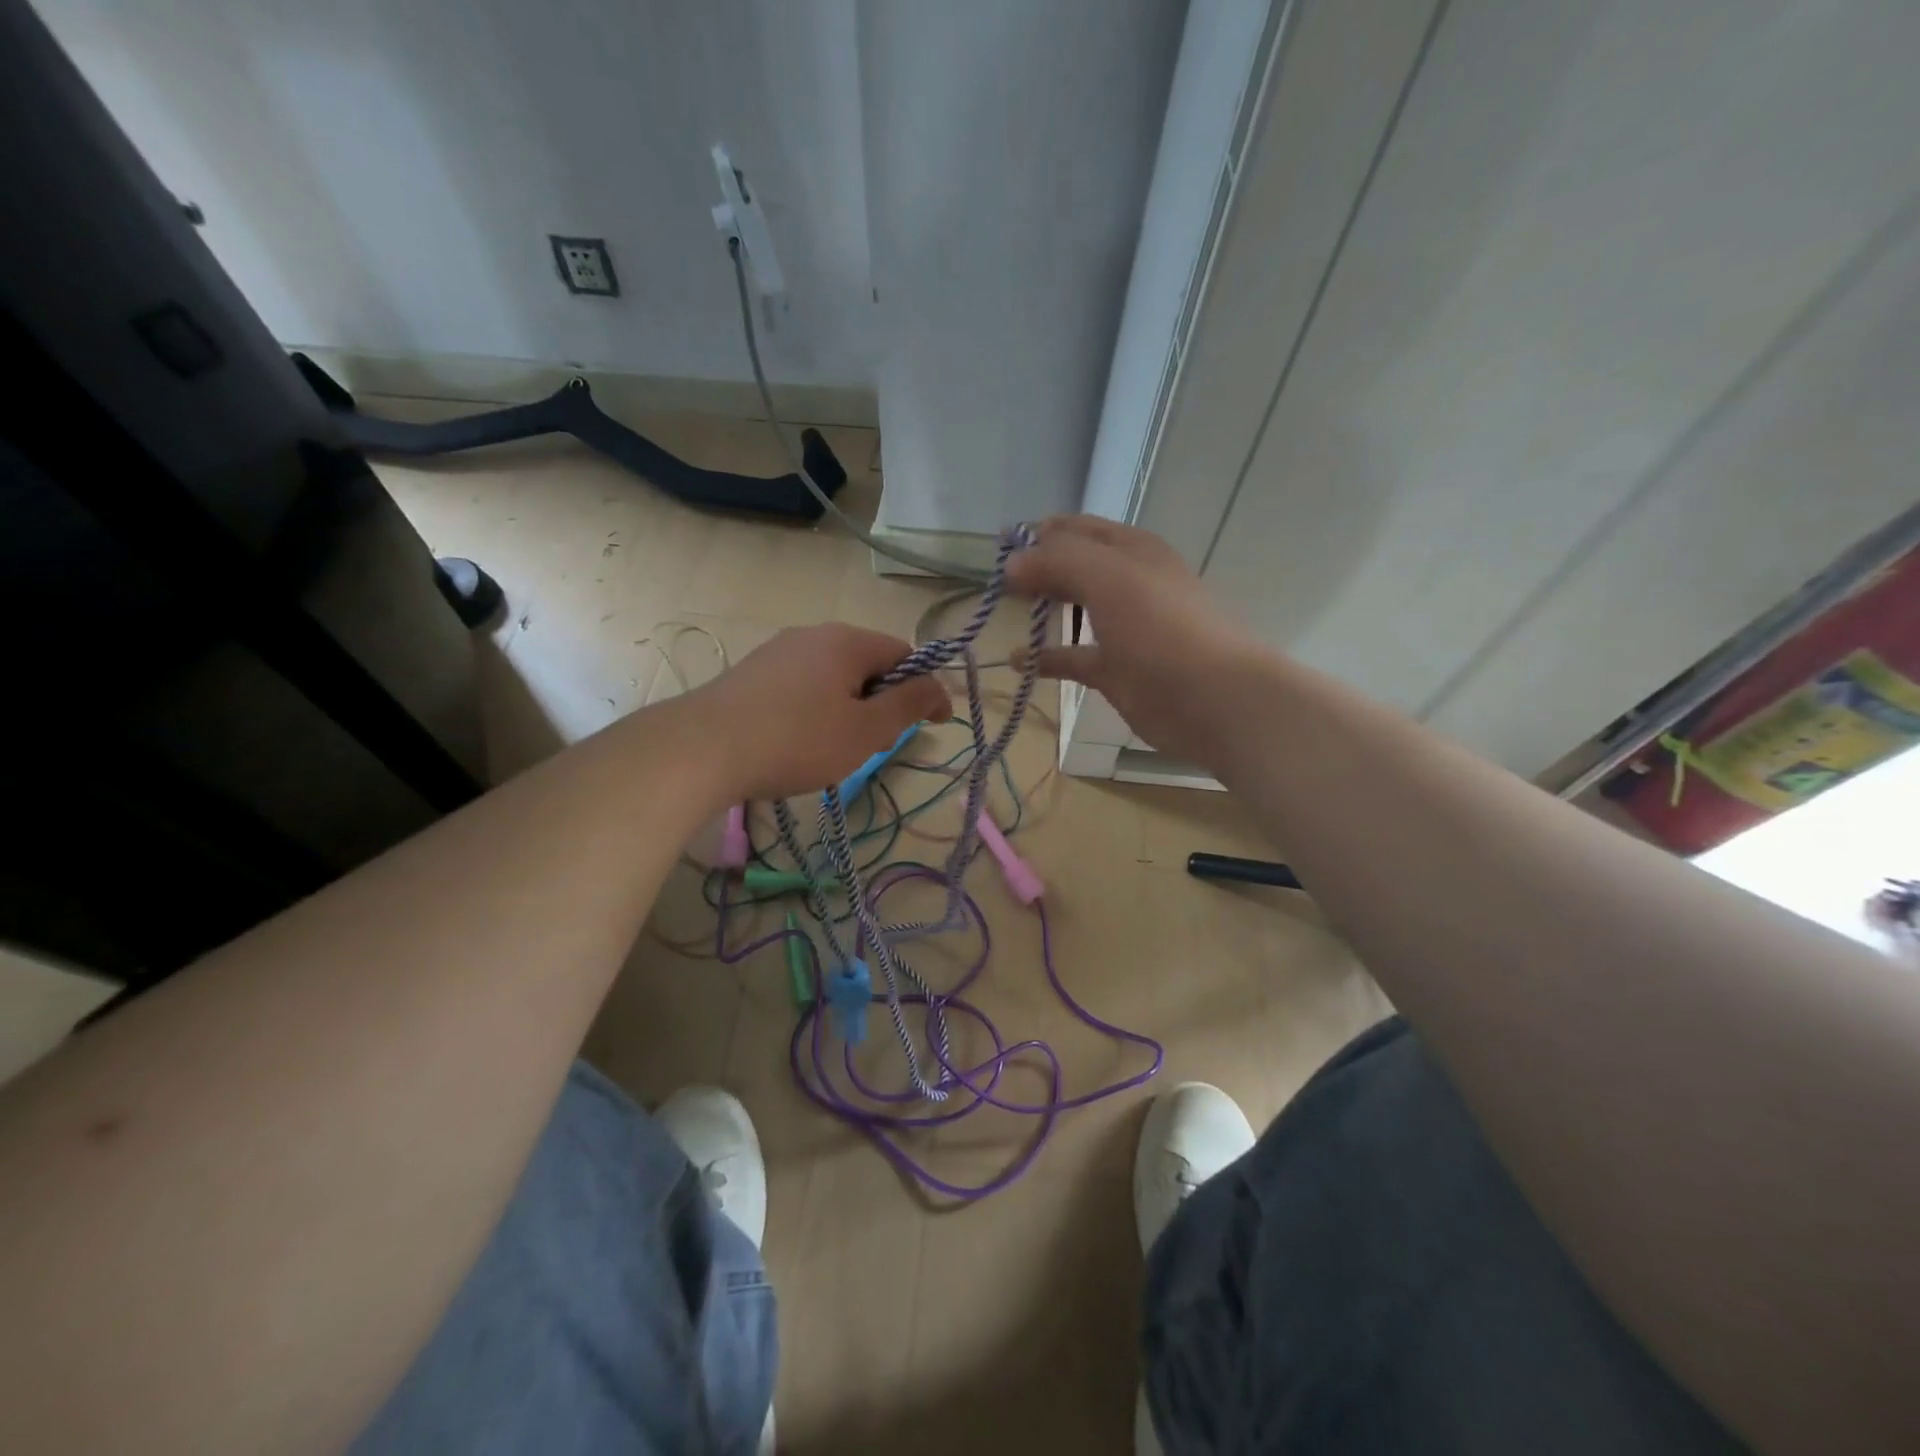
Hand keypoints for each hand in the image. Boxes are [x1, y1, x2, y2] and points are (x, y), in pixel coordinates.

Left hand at [685, 624, 951, 800]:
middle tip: (879, 743)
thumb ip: (909, 704)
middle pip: (868, 663)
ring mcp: (778, 651)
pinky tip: (799, 740)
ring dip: (850, 707)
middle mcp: (813, 634)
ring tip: (837, 747)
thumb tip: (939, 686)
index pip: (905, 654)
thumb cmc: (797, 740)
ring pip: (834, 676)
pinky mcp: (753, 673)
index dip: (925, 689)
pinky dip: (817, 709)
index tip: (934, 726)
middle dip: (883, 701)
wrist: (702, 749)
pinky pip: (803, 685)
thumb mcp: (866, 730)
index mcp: (847, 640)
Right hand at [1007, 516, 1258, 765]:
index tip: (999, 545)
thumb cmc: (1159, 627)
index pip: (1077, 529)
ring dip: (1044, 607)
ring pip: (1075, 609)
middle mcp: (1127, 583)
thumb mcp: (1107, 576)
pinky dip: (1046, 658)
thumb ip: (1057, 561)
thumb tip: (1013, 562)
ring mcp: (1124, 628)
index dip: (1039, 532)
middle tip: (996, 581)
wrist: (1209, 697)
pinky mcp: (1116, 669)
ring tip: (1005, 610)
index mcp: (1131, 550)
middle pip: (1074, 566)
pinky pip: (1073, 657)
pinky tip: (1017, 661)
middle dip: (1038, 568)